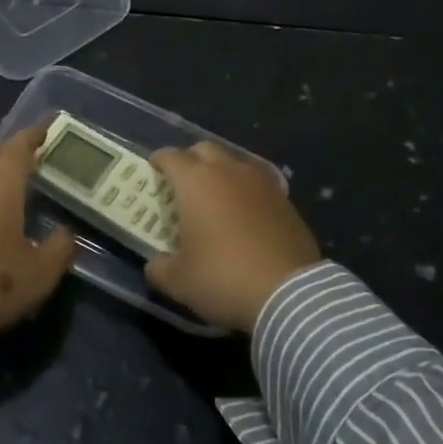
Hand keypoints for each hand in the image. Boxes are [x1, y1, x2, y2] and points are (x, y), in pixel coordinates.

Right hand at [145, 142, 321, 333]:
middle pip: (204, 149)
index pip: (171, 156)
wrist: (289, 293)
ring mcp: (261, 183)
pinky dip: (246, 191)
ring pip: (235, 162)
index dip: (159, 160)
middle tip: (183, 181)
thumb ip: (160, 267)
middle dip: (190, 160)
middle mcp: (228, 171)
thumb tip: (156, 263)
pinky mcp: (285, 200)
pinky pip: (258, 183)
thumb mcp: (178, 281)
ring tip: (216, 196)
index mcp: (195, 182)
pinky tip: (245, 214)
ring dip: (221, 172)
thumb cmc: (223, 278)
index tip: (154, 169)